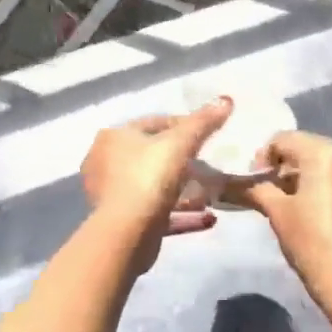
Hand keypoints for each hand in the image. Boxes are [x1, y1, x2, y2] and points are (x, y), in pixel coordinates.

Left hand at [80, 98, 231, 269]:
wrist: (128, 232)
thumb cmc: (149, 176)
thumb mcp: (181, 142)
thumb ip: (203, 122)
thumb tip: (226, 99)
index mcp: (113, 137)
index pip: (153, 124)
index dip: (183, 126)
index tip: (208, 136)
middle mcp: (105, 162)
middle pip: (152, 157)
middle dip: (183, 163)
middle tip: (209, 167)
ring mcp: (112, 194)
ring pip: (155, 187)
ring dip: (183, 192)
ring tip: (210, 195)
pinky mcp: (122, 222)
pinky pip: (157, 213)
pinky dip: (181, 214)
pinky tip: (207, 218)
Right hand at [235, 131, 331, 304]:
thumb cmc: (313, 243)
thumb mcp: (278, 213)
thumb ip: (257, 188)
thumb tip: (235, 182)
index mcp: (326, 151)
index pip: (284, 139)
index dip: (263, 157)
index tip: (253, 180)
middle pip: (308, 147)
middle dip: (286, 166)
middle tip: (268, 190)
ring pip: (327, 161)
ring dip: (306, 175)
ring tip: (290, 201)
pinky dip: (327, 183)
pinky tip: (315, 207)